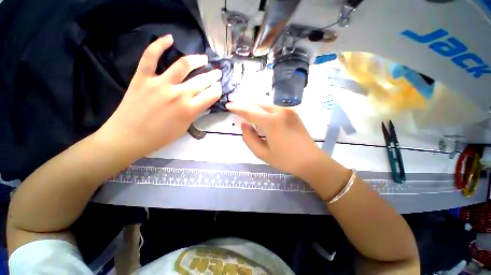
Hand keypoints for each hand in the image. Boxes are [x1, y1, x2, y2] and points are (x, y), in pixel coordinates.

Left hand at [97, 35, 221, 157]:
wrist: (128, 137)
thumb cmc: (159, 137)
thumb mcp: (184, 128)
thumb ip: (194, 113)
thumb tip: (201, 101)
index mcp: (189, 110)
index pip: (211, 95)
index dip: (217, 90)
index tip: (218, 88)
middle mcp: (178, 94)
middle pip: (202, 81)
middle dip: (213, 76)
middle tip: (217, 73)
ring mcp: (160, 84)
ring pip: (183, 65)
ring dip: (197, 60)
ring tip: (203, 58)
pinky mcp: (143, 77)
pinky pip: (151, 57)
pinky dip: (159, 45)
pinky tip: (169, 38)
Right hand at [226, 101, 325, 178]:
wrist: (311, 161)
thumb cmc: (285, 160)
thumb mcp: (262, 153)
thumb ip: (249, 138)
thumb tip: (244, 124)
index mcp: (271, 122)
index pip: (250, 111)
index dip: (238, 107)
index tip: (228, 105)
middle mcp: (280, 111)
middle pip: (257, 104)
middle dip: (244, 102)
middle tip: (233, 101)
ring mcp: (288, 111)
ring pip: (266, 105)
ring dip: (254, 105)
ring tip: (243, 106)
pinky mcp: (293, 113)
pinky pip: (273, 108)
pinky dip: (263, 109)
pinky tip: (258, 112)